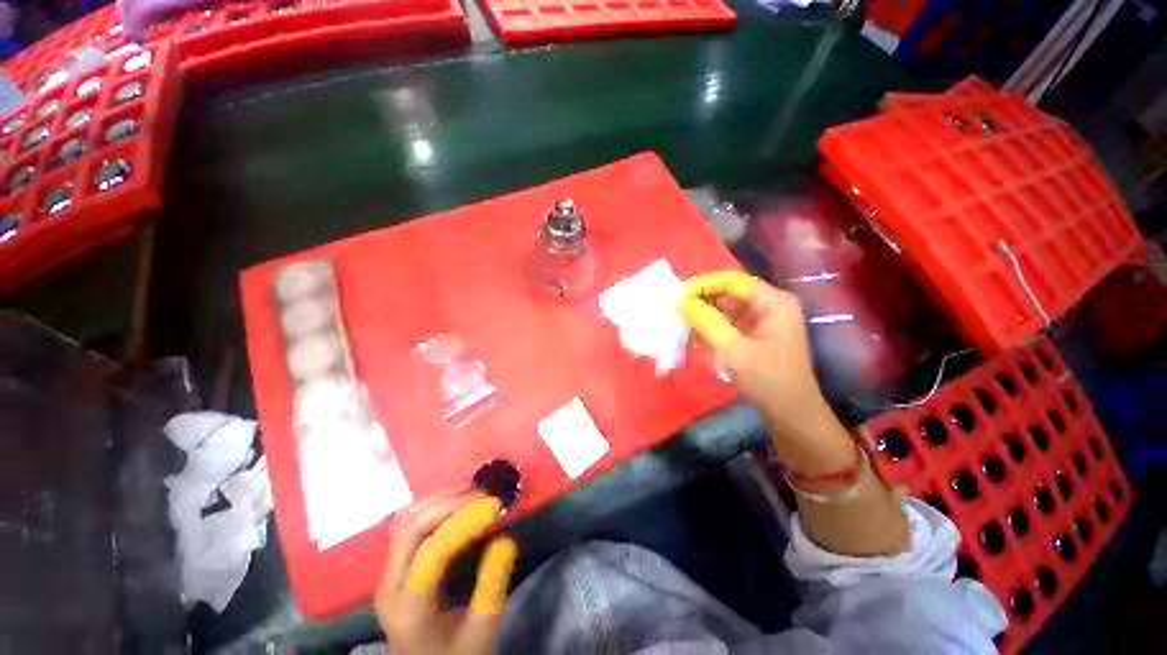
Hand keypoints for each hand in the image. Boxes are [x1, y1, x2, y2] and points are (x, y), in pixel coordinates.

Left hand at [375, 493, 517, 654]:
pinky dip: (430, 507)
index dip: (464, 521)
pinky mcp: (392, 568)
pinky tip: (452, 503)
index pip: (432, 553)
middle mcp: (389, 588)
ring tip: (472, 491)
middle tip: (484, 494)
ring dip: (439, 500)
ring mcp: (386, 576)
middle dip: (450, 503)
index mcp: (410, 610)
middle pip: (412, 530)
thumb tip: (505, 540)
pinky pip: (405, 526)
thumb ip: (492, 587)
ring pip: (405, 522)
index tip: (494, 505)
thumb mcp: (481, 631)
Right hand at [677, 272, 852, 473]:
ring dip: (704, 313)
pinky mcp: (756, 332)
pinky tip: (694, 334)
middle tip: (676, 309)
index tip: (678, 296)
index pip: (733, 281)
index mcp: (775, 302)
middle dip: (702, 299)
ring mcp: (764, 319)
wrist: (792, 415)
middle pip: (730, 291)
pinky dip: (711, 325)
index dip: (704, 285)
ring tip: (681, 322)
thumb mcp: (734, 351)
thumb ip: (707, 322)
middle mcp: (771, 304)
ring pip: (727, 306)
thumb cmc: (769, 382)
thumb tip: (681, 301)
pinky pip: (729, 321)